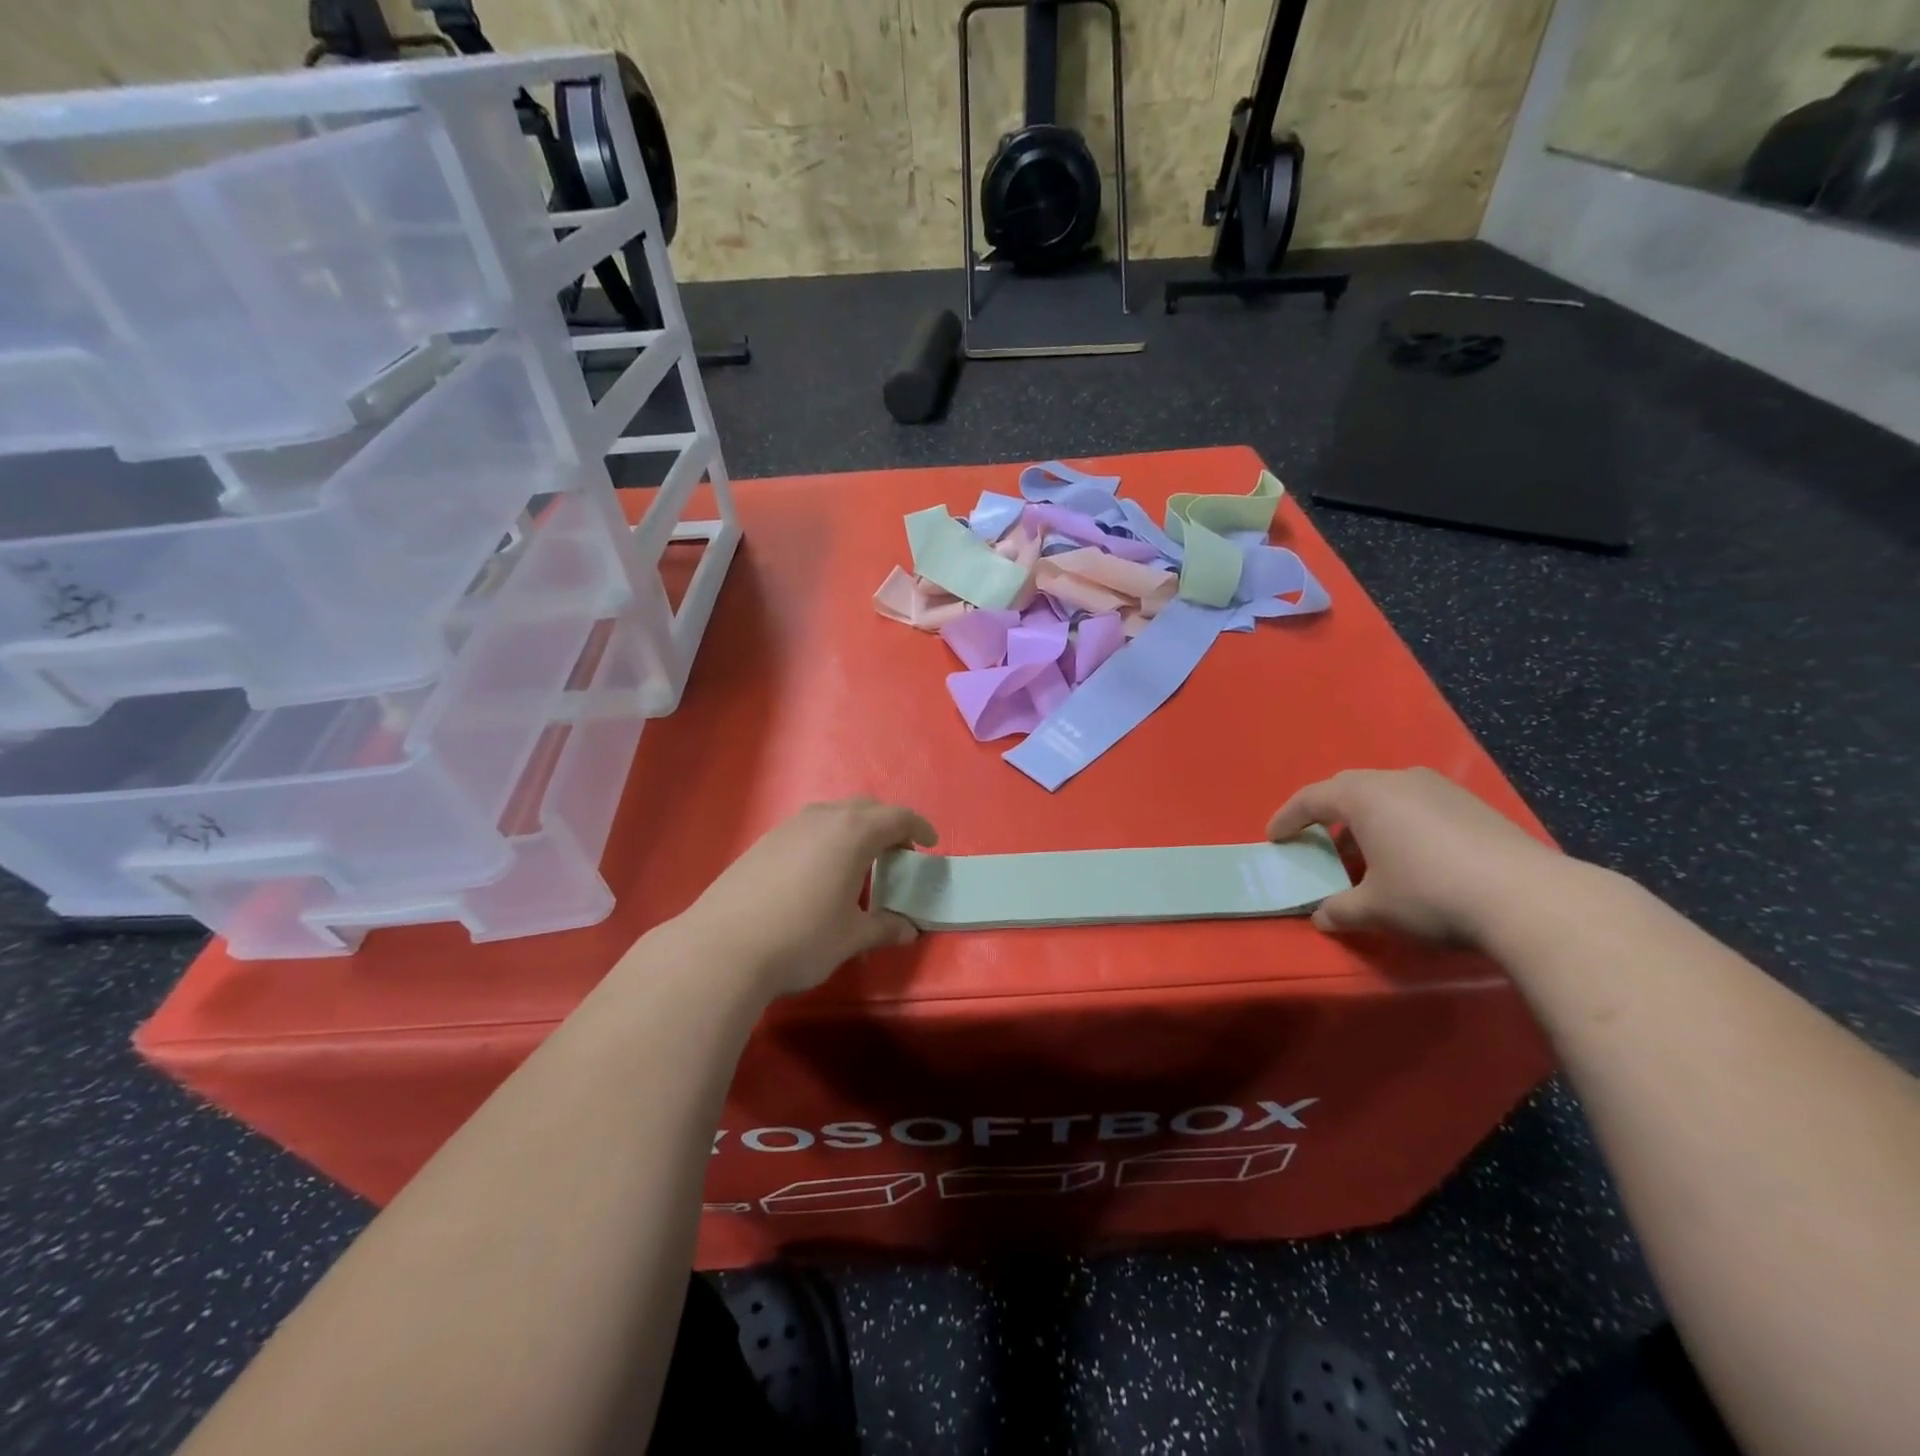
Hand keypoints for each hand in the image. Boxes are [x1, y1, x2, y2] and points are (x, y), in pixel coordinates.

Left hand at [677, 798, 937, 996]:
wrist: (722, 948)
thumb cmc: (802, 938)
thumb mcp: (851, 937)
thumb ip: (884, 928)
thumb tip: (908, 930)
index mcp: (853, 833)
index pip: (897, 817)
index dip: (919, 827)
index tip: (930, 843)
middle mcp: (822, 818)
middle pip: (865, 808)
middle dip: (887, 825)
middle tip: (897, 853)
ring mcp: (788, 827)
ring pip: (833, 814)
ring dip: (854, 829)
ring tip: (859, 862)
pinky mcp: (764, 842)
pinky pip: (808, 827)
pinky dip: (827, 839)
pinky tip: (819, 872)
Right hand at [1267, 767, 1562, 944]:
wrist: (1530, 899)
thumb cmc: (1430, 894)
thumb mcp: (1374, 908)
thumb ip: (1339, 909)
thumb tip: (1322, 917)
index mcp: (1364, 796)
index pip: (1310, 799)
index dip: (1287, 819)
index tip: (1274, 838)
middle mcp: (1398, 780)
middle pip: (1347, 790)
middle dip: (1326, 816)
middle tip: (1315, 842)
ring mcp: (1440, 789)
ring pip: (1386, 797)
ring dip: (1366, 822)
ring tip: (1363, 856)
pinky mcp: (1472, 805)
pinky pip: (1417, 806)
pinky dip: (1399, 826)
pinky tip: (1409, 858)